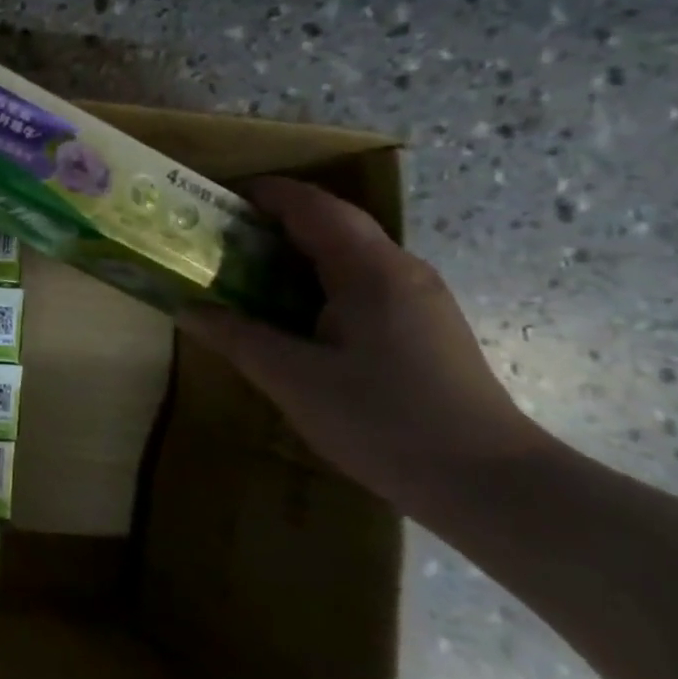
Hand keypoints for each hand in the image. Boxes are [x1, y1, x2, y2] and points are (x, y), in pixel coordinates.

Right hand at [181, 178, 540, 509]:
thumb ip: (237, 337)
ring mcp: (417, 297)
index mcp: (369, 269)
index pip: (311, 205)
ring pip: (346, 253)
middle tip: (219, 240)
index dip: (262, 193)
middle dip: (272, 222)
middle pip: (330, 222)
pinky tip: (293, 316)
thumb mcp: (294, 380)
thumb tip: (186, 308)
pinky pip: (360, 282)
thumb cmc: (385, 422)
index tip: (213, 201)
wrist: (491, 485)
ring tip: (244, 274)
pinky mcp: (423, 325)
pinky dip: (317, 281)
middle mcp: (399, 269)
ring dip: (294, 253)